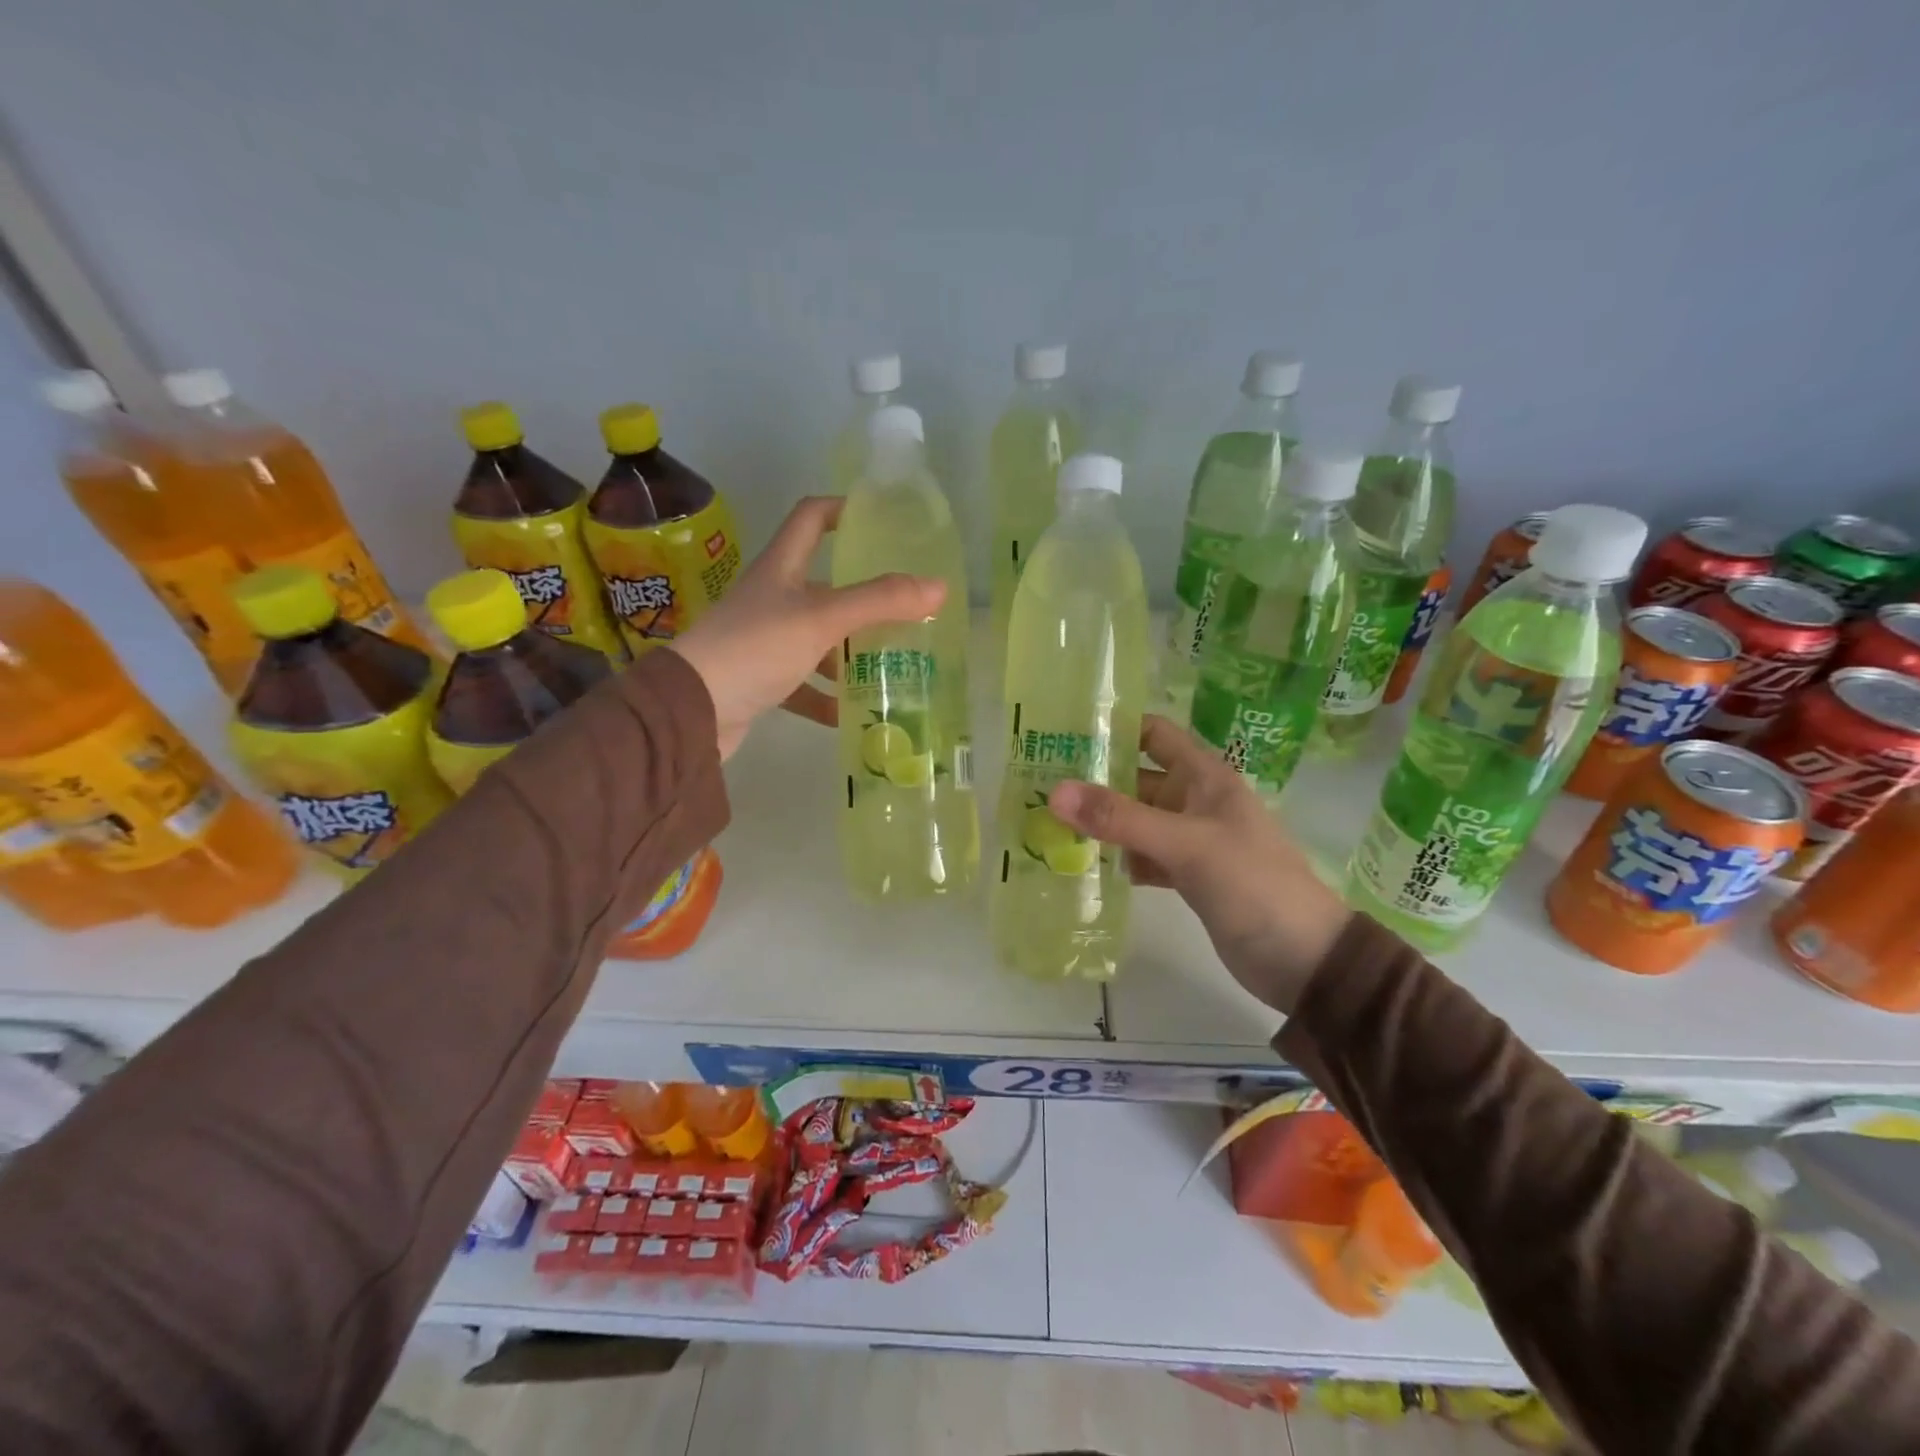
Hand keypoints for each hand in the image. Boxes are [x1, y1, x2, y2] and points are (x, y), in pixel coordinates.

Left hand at [668, 497, 944, 760]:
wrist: (691, 709)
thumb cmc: (756, 648)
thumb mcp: (822, 619)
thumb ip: (880, 602)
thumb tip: (940, 587)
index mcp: (781, 569)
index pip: (811, 519)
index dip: (843, 510)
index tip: (879, 521)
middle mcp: (771, 598)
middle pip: (822, 585)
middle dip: (863, 597)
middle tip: (904, 609)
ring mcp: (763, 640)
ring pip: (816, 638)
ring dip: (847, 652)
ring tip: (889, 664)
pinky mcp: (759, 680)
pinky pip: (801, 683)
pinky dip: (825, 696)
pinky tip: (850, 713)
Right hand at [1047, 716, 1351, 1013]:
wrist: (1304, 959)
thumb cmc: (1253, 884)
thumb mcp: (1187, 845)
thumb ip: (1121, 818)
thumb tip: (1055, 792)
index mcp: (1205, 777)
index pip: (1154, 734)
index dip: (1114, 728)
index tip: (1063, 732)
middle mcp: (1195, 801)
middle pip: (1136, 778)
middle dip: (1093, 780)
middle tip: (1037, 783)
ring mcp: (1191, 840)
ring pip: (1136, 820)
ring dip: (1100, 822)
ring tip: (1046, 821)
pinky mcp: (1187, 876)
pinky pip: (1143, 856)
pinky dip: (1117, 858)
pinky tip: (1082, 864)